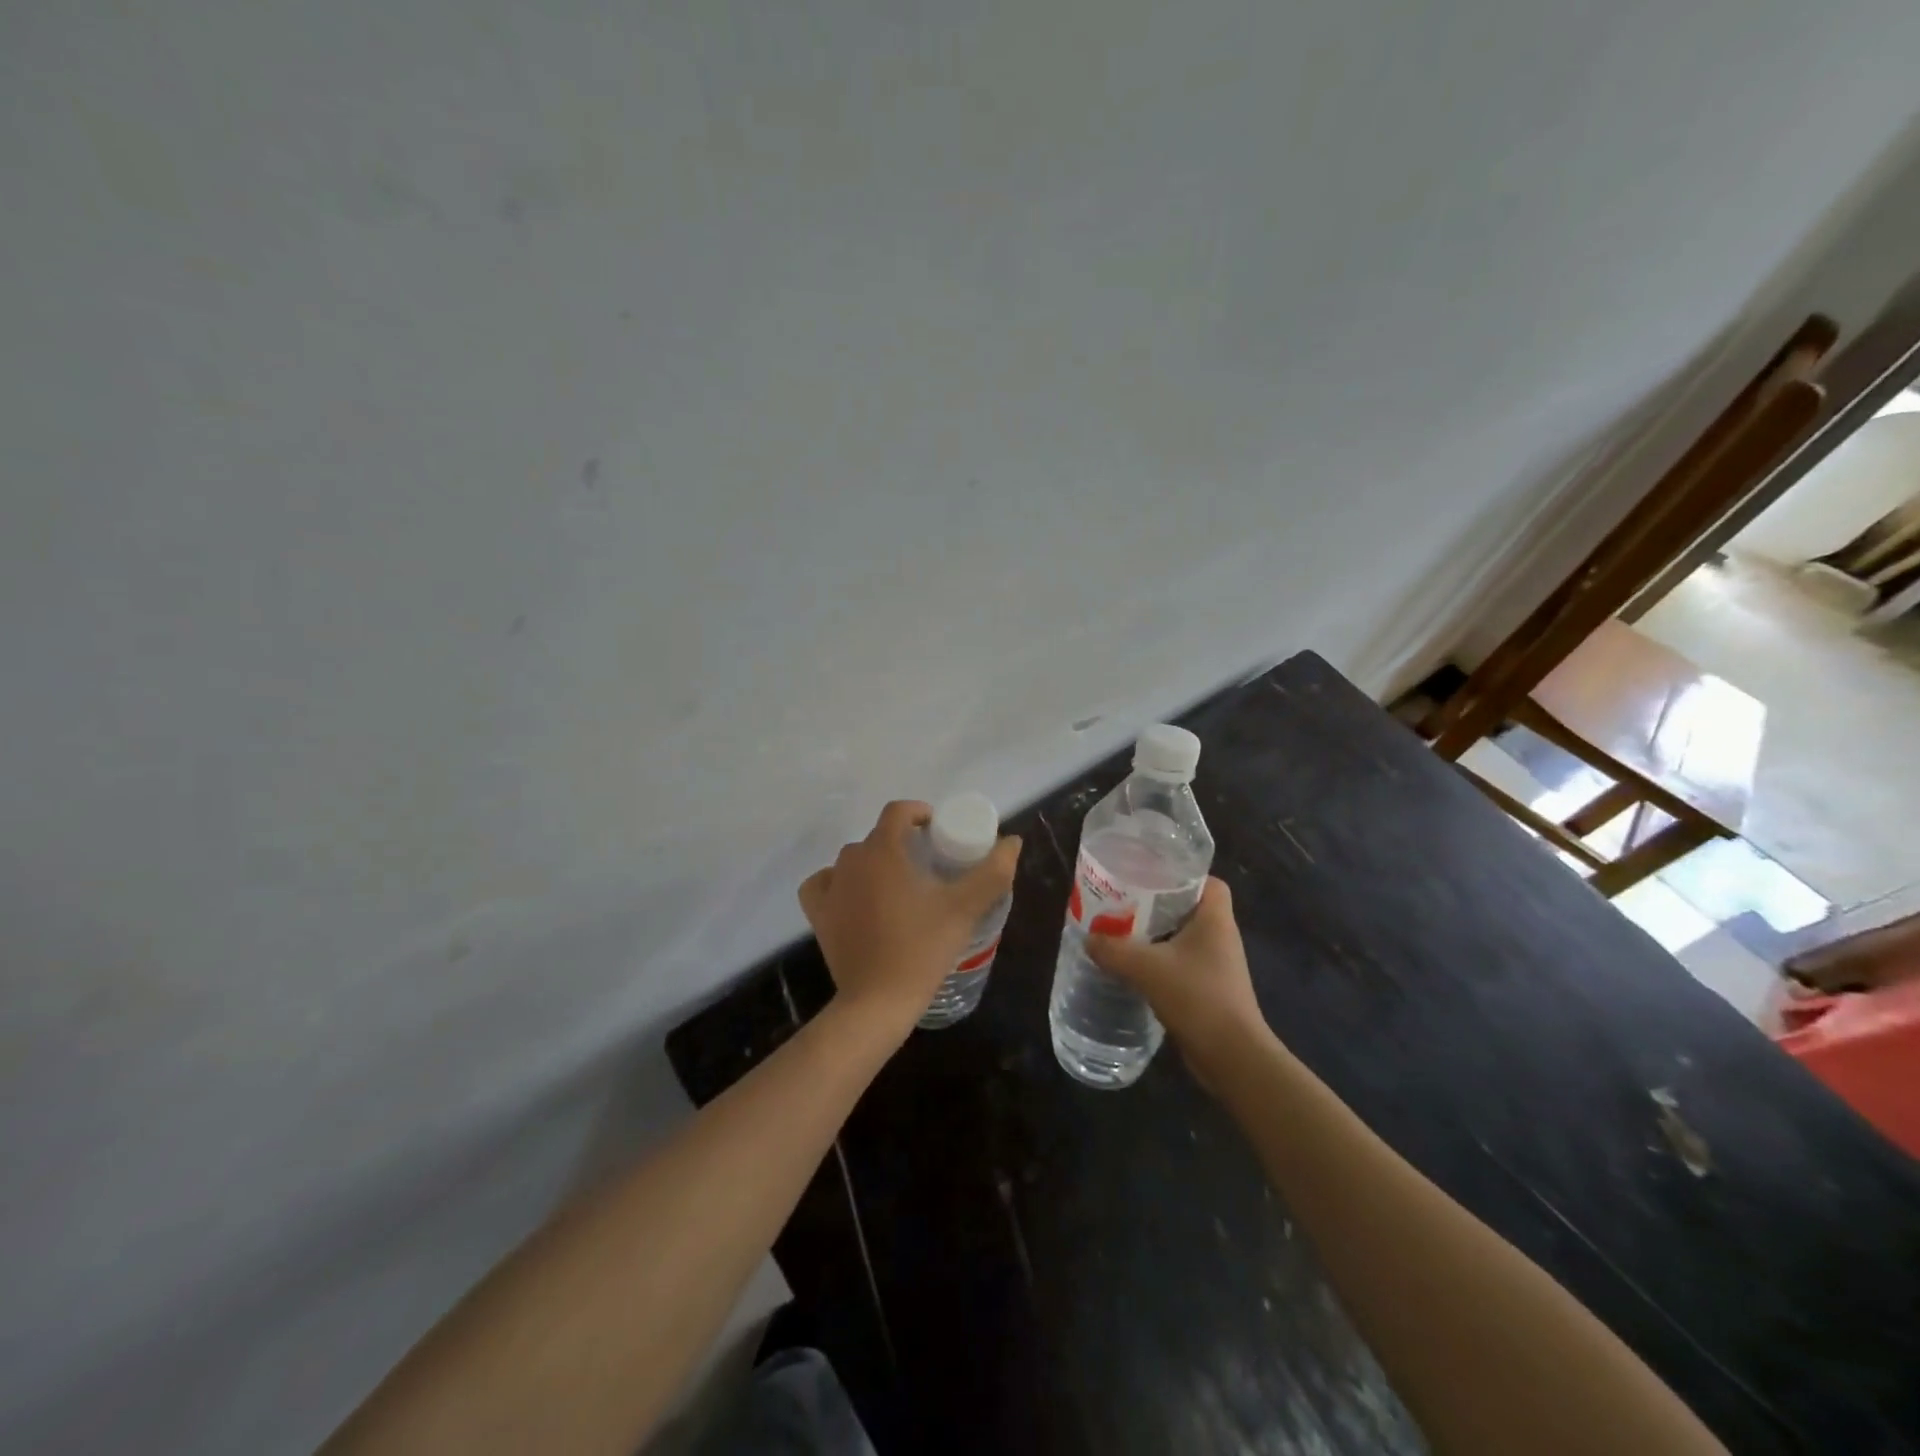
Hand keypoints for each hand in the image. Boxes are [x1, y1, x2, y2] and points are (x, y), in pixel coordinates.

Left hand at [798, 801, 1020, 1030]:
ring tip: (898, 883)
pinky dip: (838, 883)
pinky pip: (823, 884)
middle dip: (902, 841)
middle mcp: (851, 861)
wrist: (877, 1002)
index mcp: (883, 852)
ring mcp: (830, 888)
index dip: (918, 813)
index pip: (897, 812)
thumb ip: (992, 872)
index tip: (938, 829)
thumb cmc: (922, 949)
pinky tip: (854, 896)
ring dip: (874, 862)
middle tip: (928, 863)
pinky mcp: (818, 915)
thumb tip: (1013, 842)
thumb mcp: (964, 909)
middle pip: (877, 836)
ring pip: (853, 859)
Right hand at [1087, 878, 1272, 1088]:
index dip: (1181, 874)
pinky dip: (1158, 961)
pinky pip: (1180, 963)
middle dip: (1157, 904)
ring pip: (1182, 937)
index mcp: (1215, 919)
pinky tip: (1132, 967)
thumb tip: (1089, 938)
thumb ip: (1114, 949)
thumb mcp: (1147, 968)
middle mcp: (1220, 936)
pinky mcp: (1208, 989)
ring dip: (1154, 934)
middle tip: (1123, 900)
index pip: (1207, 881)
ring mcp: (1216, 965)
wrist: (1231, 1056)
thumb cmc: (1197, 997)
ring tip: (1120, 931)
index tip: (1150, 874)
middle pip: (1188, 907)